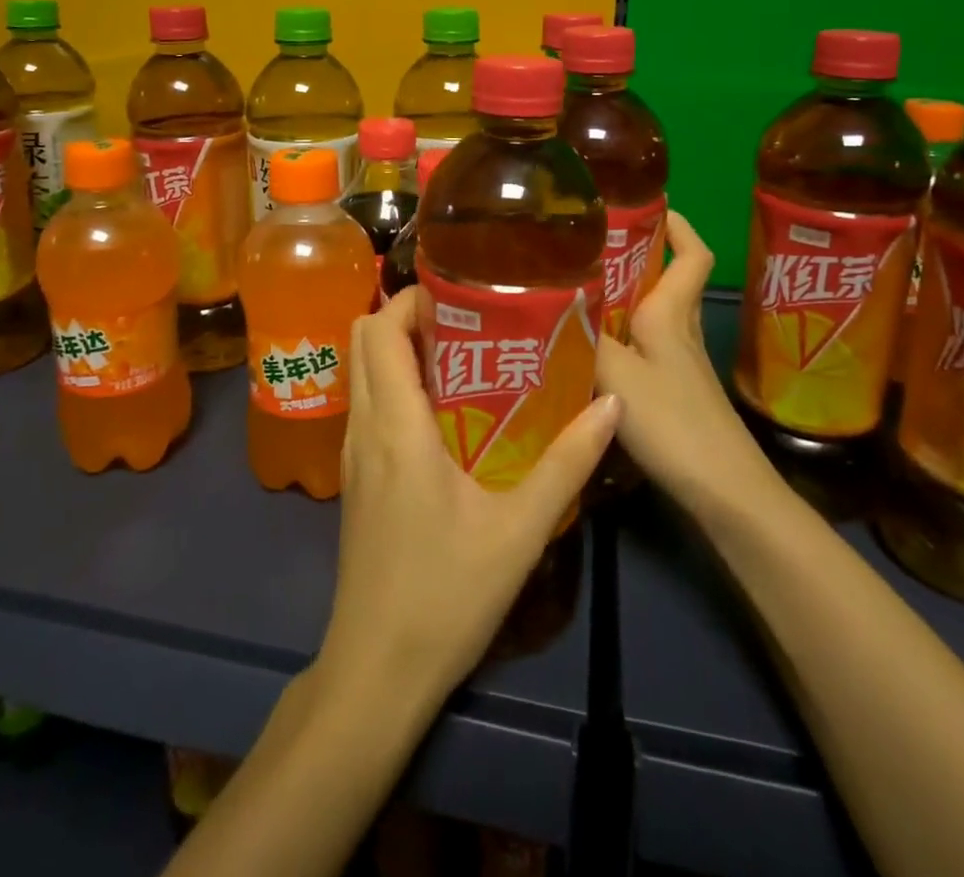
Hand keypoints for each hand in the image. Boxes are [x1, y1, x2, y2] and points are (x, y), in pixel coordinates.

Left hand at [315, 291, 619, 707]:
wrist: (377, 669)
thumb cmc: (446, 595)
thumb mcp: (519, 530)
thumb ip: (567, 464)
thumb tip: (610, 406)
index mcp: (396, 426)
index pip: (380, 330)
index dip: (411, 299)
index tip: (461, 294)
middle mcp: (364, 426)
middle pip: (364, 339)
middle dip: (406, 315)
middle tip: (467, 319)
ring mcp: (353, 452)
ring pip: (362, 371)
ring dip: (399, 348)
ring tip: (462, 353)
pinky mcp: (355, 476)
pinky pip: (367, 403)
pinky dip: (394, 383)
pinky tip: (442, 409)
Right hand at [597, 210, 785, 519]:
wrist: (723, 492)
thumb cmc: (674, 422)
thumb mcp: (617, 374)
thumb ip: (581, 338)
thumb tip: (547, 303)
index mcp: (671, 314)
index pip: (691, 254)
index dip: (677, 225)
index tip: (648, 204)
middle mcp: (677, 332)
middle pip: (665, 280)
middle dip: (635, 256)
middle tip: (585, 245)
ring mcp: (676, 365)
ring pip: (650, 314)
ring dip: (620, 298)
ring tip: (571, 290)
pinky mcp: (670, 394)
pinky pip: (640, 347)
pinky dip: (615, 338)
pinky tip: (582, 350)